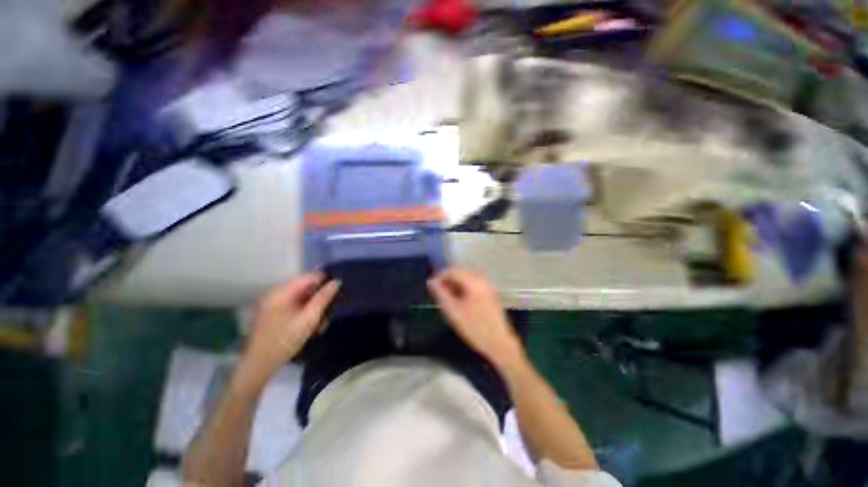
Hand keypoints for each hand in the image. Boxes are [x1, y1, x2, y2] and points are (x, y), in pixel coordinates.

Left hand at [240, 273, 339, 382]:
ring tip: (320, 323)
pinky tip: (309, 324)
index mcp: (282, 290)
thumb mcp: (309, 319)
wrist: (258, 364)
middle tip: (329, 312)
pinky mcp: (272, 310)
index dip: (327, 282)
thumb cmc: (285, 340)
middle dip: (320, 297)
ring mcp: (273, 301)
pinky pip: (294, 303)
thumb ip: (323, 298)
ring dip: (314, 305)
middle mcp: (276, 291)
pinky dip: (304, 310)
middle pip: (306, 285)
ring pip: (302, 295)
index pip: (311, 276)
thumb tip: (337, 281)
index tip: (338, 293)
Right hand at [427, 268, 523, 367]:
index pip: (453, 271)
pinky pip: (475, 282)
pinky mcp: (491, 293)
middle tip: (439, 290)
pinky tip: (460, 297)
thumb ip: (441, 294)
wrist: (499, 344)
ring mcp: (489, 286)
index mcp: (474, 283)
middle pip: (462, 271)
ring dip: (456, 281)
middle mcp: (483, 280)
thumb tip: (431, 282)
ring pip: (468, 276)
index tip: (432, 286)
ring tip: (448, 294)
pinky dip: (465, 285)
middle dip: (448, 278)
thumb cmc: (474, 329)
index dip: (440, 276)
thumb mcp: (453, 312)